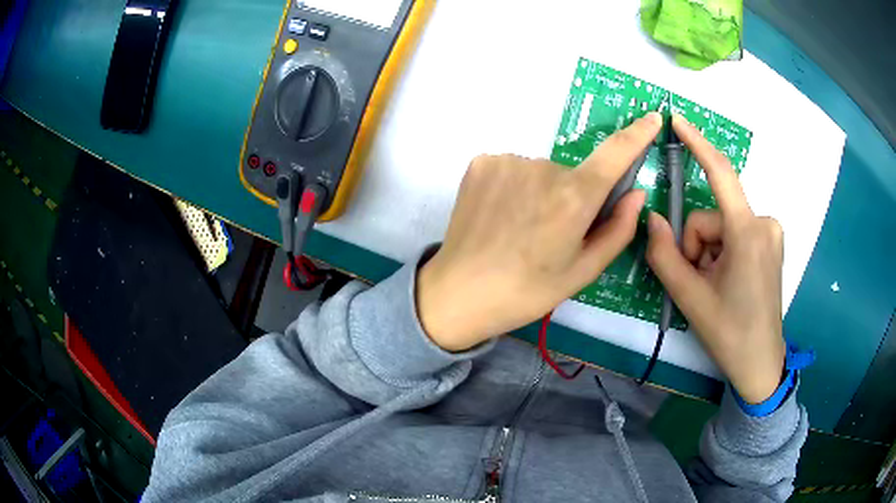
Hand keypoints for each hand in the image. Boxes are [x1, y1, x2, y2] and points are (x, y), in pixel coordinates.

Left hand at [417, 113, 662, 351]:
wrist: (459, 293)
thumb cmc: (527, 291)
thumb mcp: (583, 271)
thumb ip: (618, 229)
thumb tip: (636, 193)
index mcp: (574, 197)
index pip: (616, 153)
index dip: (638, 133)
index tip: (653, 117)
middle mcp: (543, 167)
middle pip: (573, 174)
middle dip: (571, 198)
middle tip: (548, 235)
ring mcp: (507, 160)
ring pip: (541, 172)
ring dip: (539, 193)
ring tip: (518, 229)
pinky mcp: (481, 162)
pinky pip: (513, 168)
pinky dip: (514, 187)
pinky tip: (499, 215)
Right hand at [646, 114, 785, 403]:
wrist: (760, 362)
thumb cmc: (729, 332)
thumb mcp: (689, 297)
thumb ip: (664, 254)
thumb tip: (652, 218)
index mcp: (748, 233)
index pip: (720, 174)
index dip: (697, 143)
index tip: (677, 119)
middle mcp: (764, 222)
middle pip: (712, 217)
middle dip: (697, 245)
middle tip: (698, 281)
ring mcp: (771, 232)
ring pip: (722, 226)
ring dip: (709, 251)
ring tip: (713, 285)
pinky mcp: (771, 241)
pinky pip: (736, 233)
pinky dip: (723, 251)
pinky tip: (728, 280)